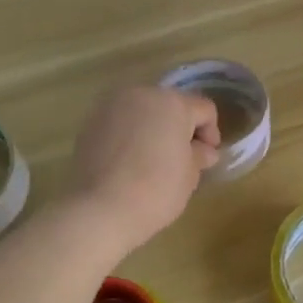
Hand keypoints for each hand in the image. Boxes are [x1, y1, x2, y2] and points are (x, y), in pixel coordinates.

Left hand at [69, 85, 220, 255]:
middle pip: (171, 105)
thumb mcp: (190, 175)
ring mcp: (111, 105)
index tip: (207, 159)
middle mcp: (142, 94)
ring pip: (143, 111)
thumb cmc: (156, 190)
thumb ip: (200, 155)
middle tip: (182, 158)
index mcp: (173, 103)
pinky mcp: (90, 121)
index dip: (211, 133)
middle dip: (180, 127)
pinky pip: (121, 122)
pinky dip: (130, 134)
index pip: (203, 110)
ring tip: (153, 159)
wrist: (100, 209)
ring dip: (153, 128)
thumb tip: (203, 150)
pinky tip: (129, 161)